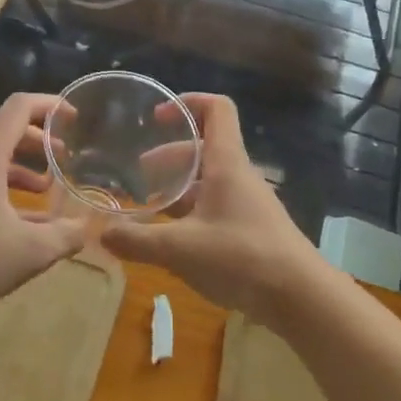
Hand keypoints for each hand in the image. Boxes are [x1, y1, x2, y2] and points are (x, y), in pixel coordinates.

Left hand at [0, 94, 88, 319]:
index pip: (19, 108)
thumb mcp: (32, 251)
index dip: (50, 105)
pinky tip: (20, 218)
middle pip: (3, 128)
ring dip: (20, 164)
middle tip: (64, 156)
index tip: (74, 117)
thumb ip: (66, 235)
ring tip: (45, 187)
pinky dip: (2, 183)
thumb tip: (86, 228)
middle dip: (38, 138)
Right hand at [99, 95, 328, 321]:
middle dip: (169, 155)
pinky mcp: (252, 228)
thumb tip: (101, 233)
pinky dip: (192, 211)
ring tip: (149, 206)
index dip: (188, 102)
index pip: (217, 110)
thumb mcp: (180, 249)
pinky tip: (173, 237)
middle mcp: (239, 176)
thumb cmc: (241, 258)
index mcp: (227, 164)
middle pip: (204, 148)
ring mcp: (249, 203)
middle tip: (138, 174)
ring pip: (209, 180)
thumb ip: (137, 241)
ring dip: (179, 186)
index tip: (157, 118)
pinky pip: (217, 205)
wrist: (300, 297)